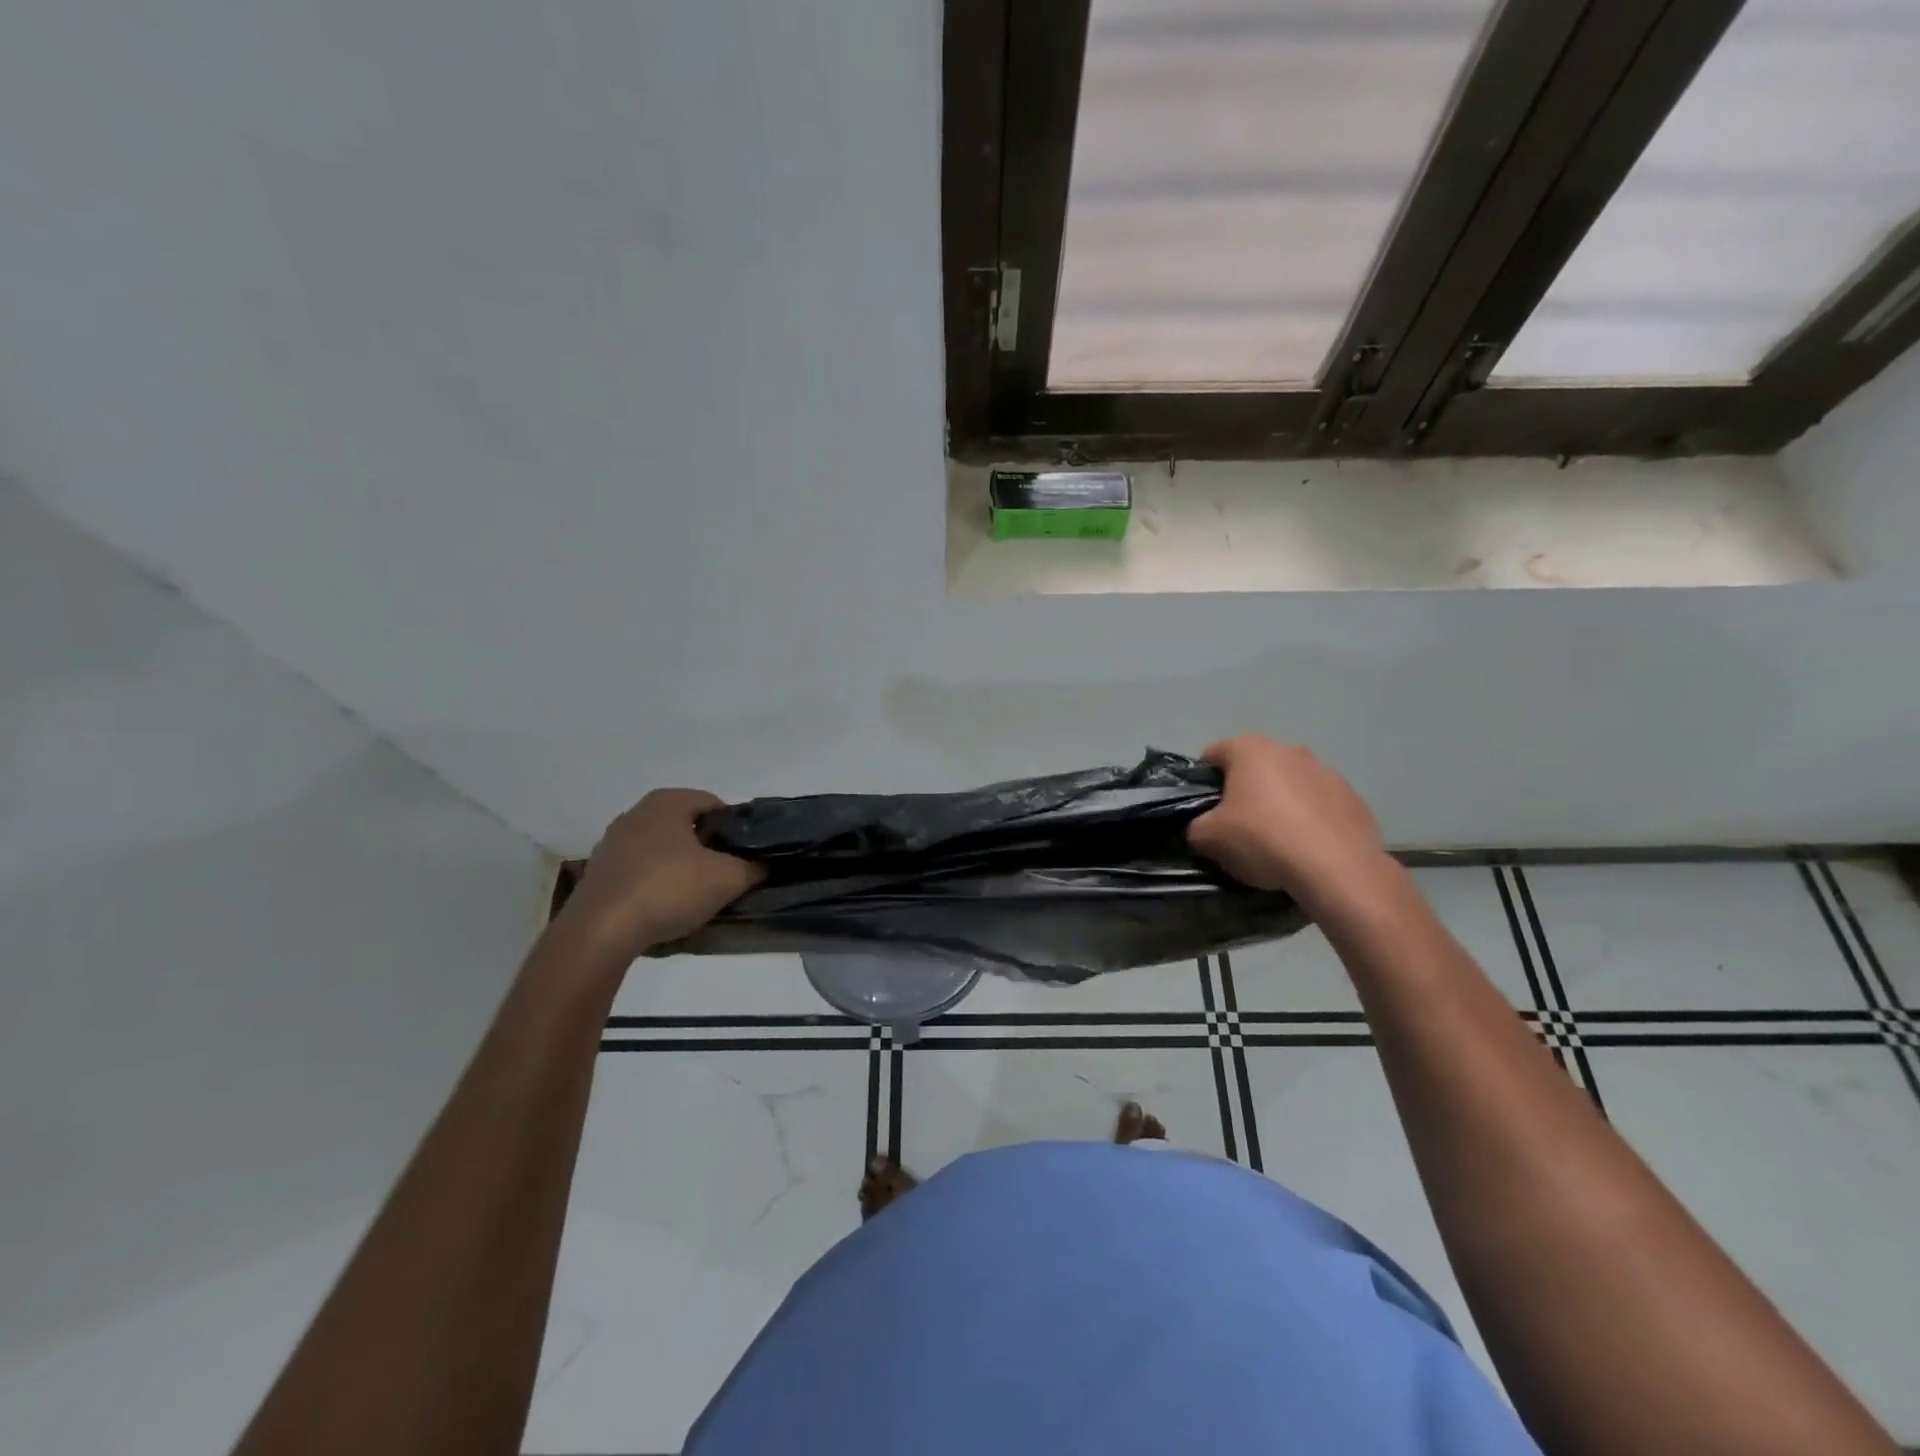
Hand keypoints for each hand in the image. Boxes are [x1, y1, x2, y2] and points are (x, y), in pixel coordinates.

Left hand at [560, 788, 764, 964]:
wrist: (600, 933)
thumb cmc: (668, 889)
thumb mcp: (728, 878)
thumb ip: (753, 867)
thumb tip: (762, 865)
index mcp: (667, 802)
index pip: (714, 804)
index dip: (735, 829)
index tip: (745, 855)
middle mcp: (636, 814)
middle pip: (686, 828)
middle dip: (707, 849)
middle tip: (726, 876)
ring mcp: (611, 844)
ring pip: (662, 851)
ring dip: (680, 869)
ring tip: (697, 897)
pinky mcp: (597, 875)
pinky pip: (639, 873)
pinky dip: (656, 886)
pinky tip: (665, 910)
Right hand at [1187, 736, 1394, 911]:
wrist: (1337, 869)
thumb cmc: (1263, 840)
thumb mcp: (1208, 837)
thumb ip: (1195, 825)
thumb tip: (1202, 827)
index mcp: (1250, 749)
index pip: (1213, 754)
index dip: (1202, 781)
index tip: (1204, 811)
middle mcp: (1290, 750)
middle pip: (1254, 768)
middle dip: (1244, 792)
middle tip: (1238, 827)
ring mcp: (1327, 772)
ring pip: (1290, 784)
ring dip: (1280, 804)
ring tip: (1276, 842)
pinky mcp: (1354, 799)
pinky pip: (1320, 805)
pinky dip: (1310, 821)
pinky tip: (1307, 848)